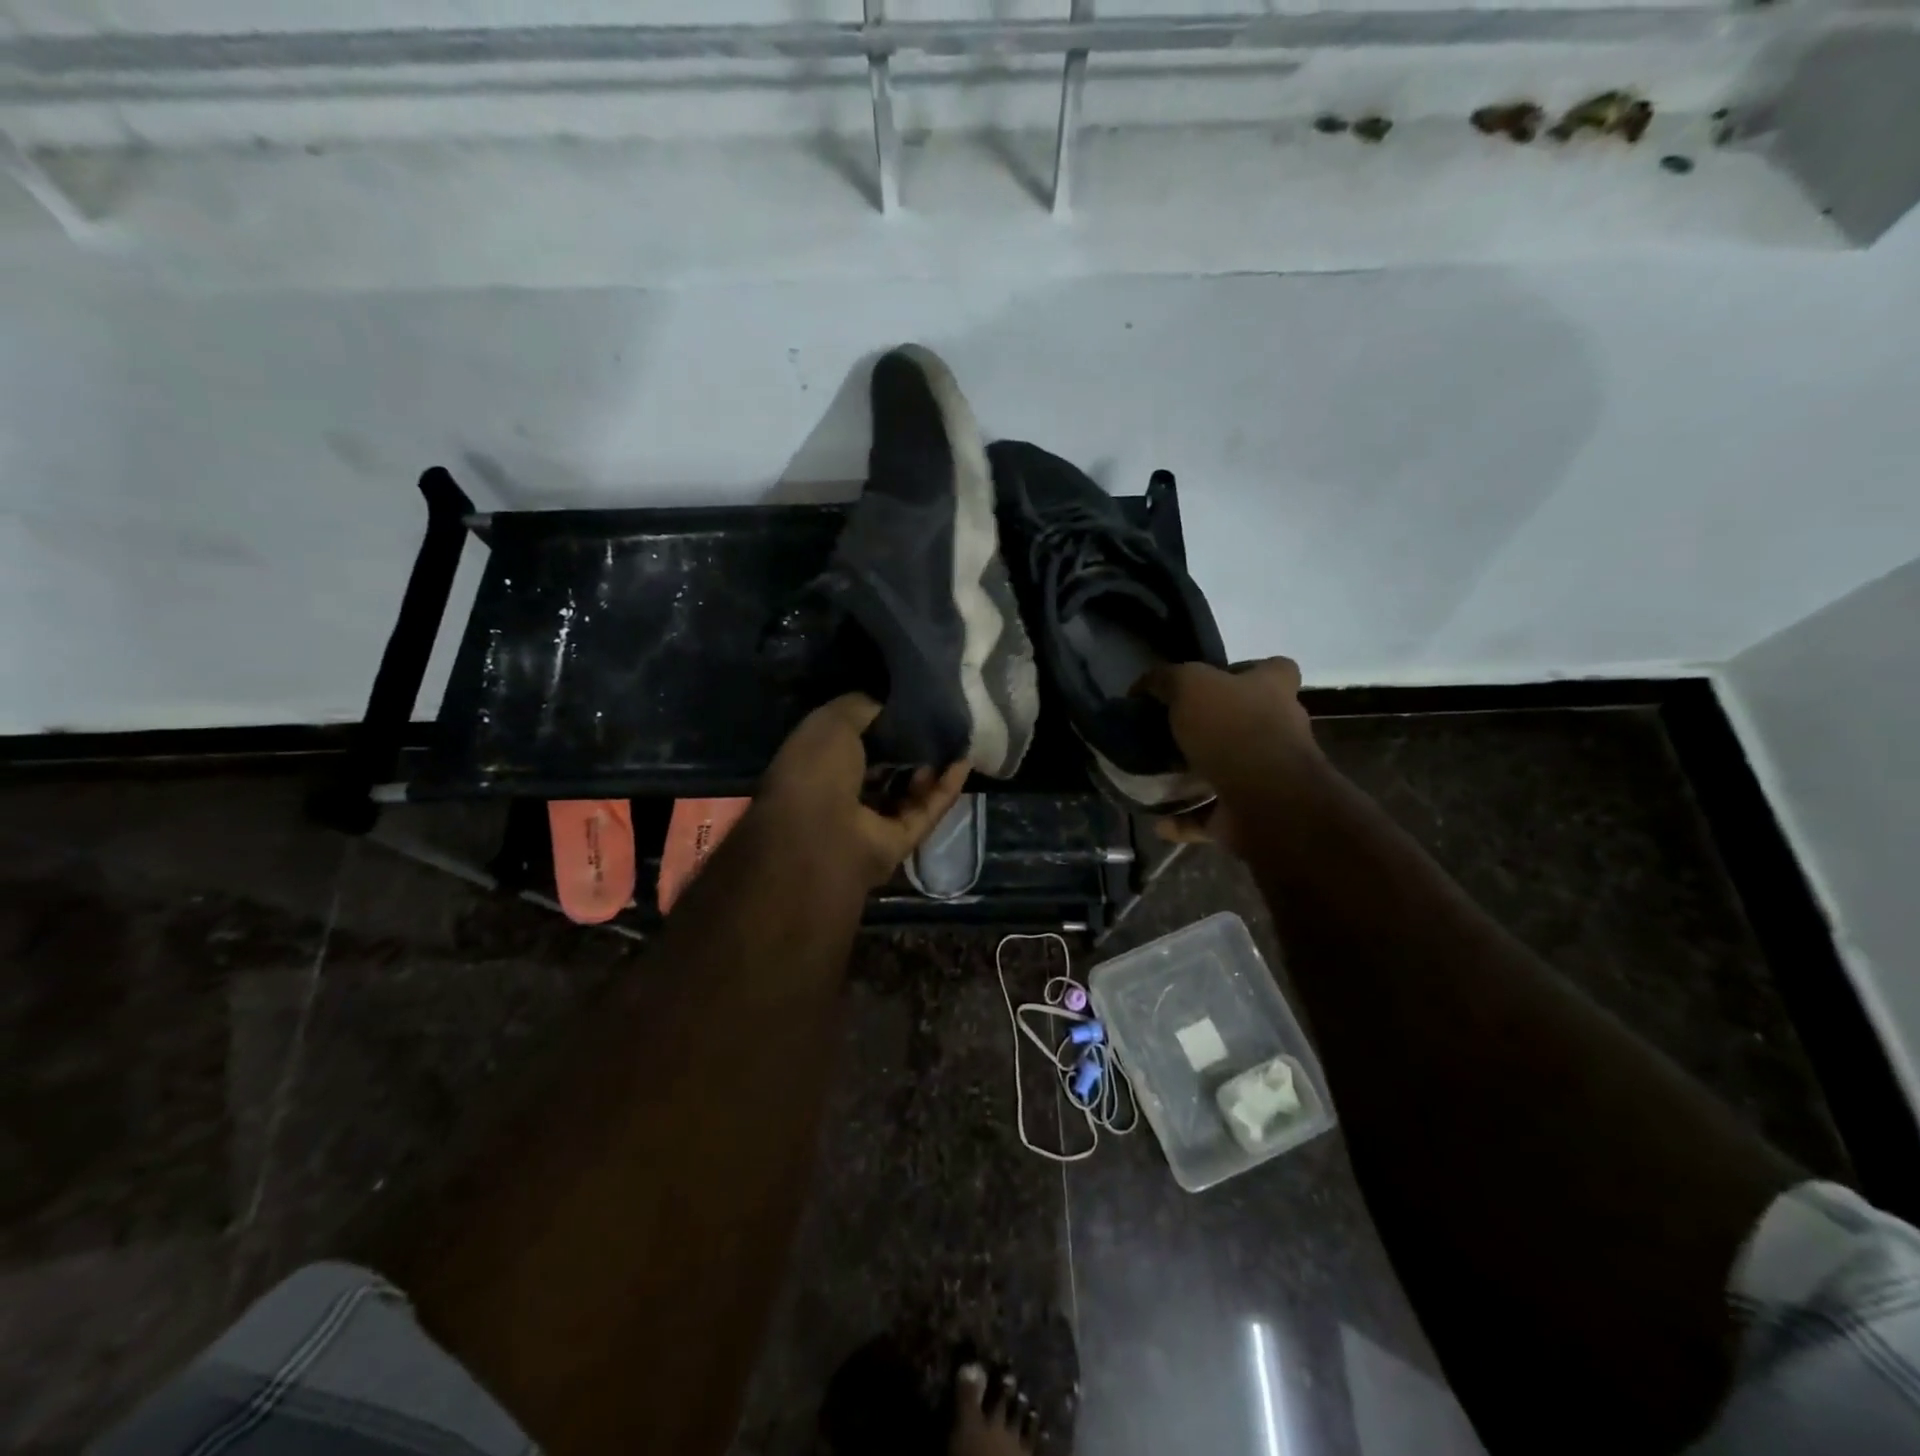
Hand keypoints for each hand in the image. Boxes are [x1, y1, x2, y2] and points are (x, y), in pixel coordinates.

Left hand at [758, 694, 969, 891]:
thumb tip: (885, 704)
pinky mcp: (898, 842)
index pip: (848, 742)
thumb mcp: (832, 722)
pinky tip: (963, 763)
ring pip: (905, 793)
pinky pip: (925, 811)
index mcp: (814, 765)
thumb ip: (860, 707)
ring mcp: (869, 822)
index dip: (874, 723)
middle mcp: (839, 795)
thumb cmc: (818, 771)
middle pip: (879, 768)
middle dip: (904, 747)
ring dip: (927, 768)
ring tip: (952, 740)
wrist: (825, 835)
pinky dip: (944, 789)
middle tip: (933, 722)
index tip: (902, 705)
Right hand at [1136, 657, 1321, 855]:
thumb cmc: (1233, 729)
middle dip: (1214, 727)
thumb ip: (1166, 679)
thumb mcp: (1190, 684)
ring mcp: (1269, 775)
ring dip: (1196, 776)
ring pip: (1229, 770)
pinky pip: (1213, 815)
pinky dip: (1187, 818)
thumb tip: (1144, 686)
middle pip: (1248, 721)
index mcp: (1274, 690)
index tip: (1208, 683)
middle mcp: (1280, 730)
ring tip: (1159, 776)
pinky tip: (1158, 819)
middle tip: (1171, 732)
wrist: (1265, 800)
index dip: (1244, 672)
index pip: (1273, 669)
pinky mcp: (1253, 813)